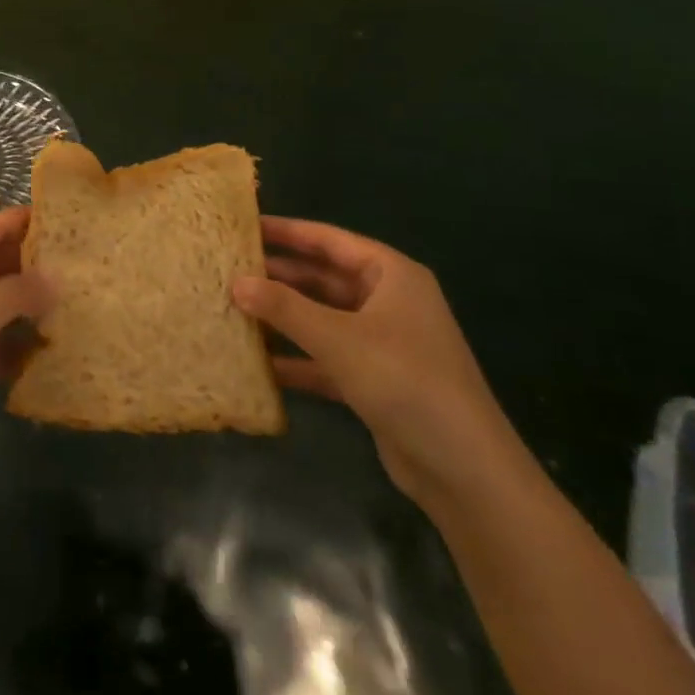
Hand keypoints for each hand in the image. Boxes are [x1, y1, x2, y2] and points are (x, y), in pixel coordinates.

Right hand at [233, 217, 536, 512]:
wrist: (465, 471)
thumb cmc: (405, 381)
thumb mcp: (339, 338)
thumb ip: (285, 308)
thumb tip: (235, 282)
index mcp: (391, 275)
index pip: (329, 240)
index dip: (287, 231)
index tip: (244, 224)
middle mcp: (388, 301)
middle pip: (323, 278)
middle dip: (279, 276)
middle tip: (229, 268)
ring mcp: (382, 343)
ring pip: (323, 318)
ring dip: (284, 317)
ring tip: (233, 308)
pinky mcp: (375, 380)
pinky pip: (327, 357)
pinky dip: (298, 358)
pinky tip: (258, 362)